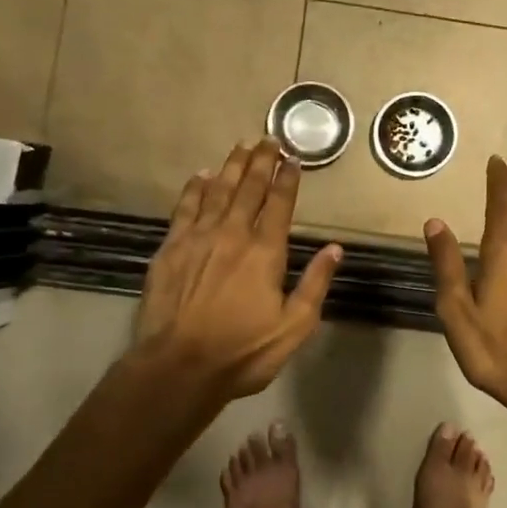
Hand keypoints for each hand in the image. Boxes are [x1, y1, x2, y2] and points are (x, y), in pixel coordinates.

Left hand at [137, 140, 342, 404]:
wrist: (178, 368)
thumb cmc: (243, 352)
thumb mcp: (294, 326)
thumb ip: (315, 284)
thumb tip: (335, 248)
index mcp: (265, 252)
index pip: (280, 205)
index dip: (288, 180)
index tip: (293, 159)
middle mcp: (233, 235)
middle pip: (249, 189)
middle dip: (261, 162)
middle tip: (268, 139)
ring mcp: (198, 239)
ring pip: (217, 192)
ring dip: (231, 167)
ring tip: (241, 146)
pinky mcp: (171, 249)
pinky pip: (185, 209)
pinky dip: (194, 189)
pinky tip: (201, 176)